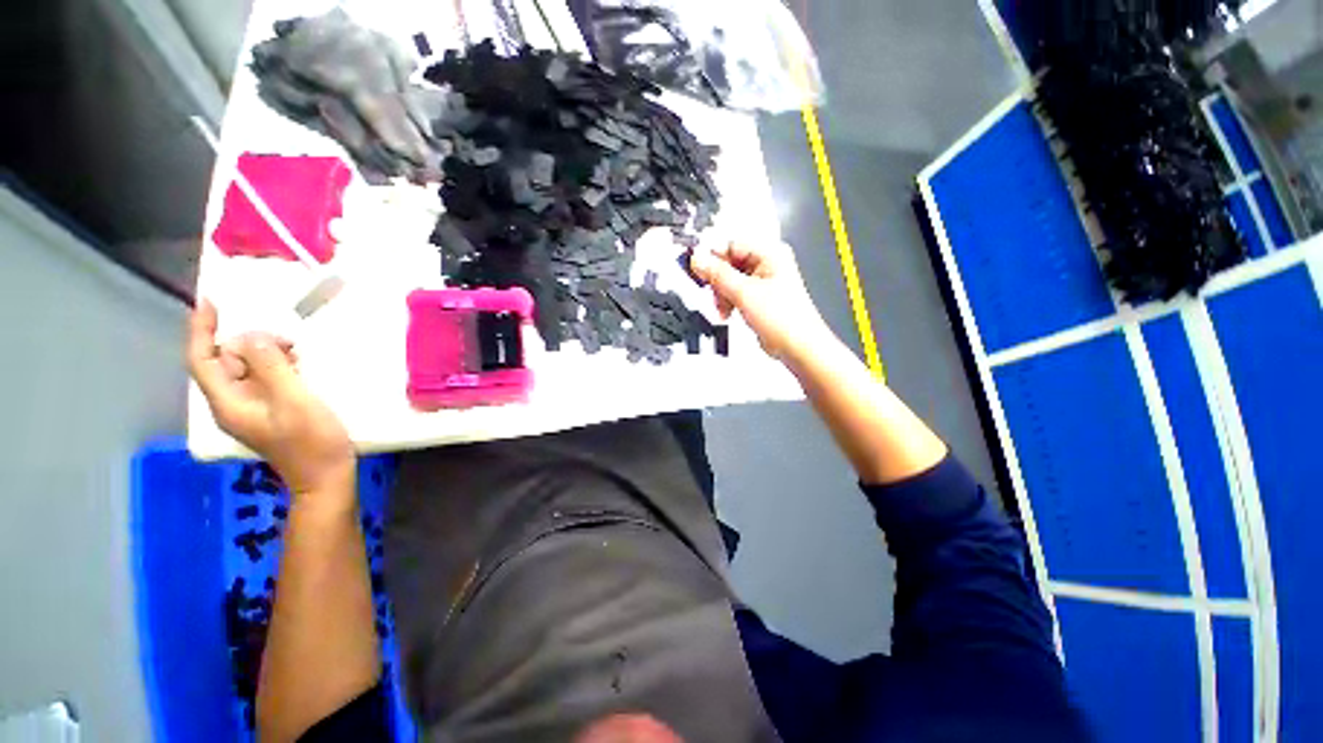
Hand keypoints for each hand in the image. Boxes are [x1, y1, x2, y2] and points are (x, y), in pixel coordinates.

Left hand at [187, 300, 354, 496]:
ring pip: (246, 369)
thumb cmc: (313, 441)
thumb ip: (271, 366)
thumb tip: (252, 336)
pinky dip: (276, 367)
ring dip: (266, 354)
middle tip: (287, 341)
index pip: (203, 360)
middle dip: (249, 343)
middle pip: (225, 361)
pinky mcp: (269, 412)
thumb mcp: (294, 400)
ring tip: (297, 354)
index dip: (202, 330)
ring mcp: (251, 409)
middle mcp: (232, 404)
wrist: (327, 477)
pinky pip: (262, 379)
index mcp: (229, 402)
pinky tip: (298, 367)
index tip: (210, 302)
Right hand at [690, 241, 832, 360]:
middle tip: (714, 293)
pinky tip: (728, 311)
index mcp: (770, 253)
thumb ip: (717, 274)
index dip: (712, 257)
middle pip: (729, 263)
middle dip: (718, 281)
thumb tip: (698, 259)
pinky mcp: (758, 297)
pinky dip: (728, 301)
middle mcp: (768, 263)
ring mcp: (763, 281)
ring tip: (724, 307)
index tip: (698, 270)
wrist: (795, 347)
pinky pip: (735, 292)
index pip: (731, 244)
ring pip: (730, 279)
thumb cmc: (785, 319)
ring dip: (722, 294)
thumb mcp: (743, 292)